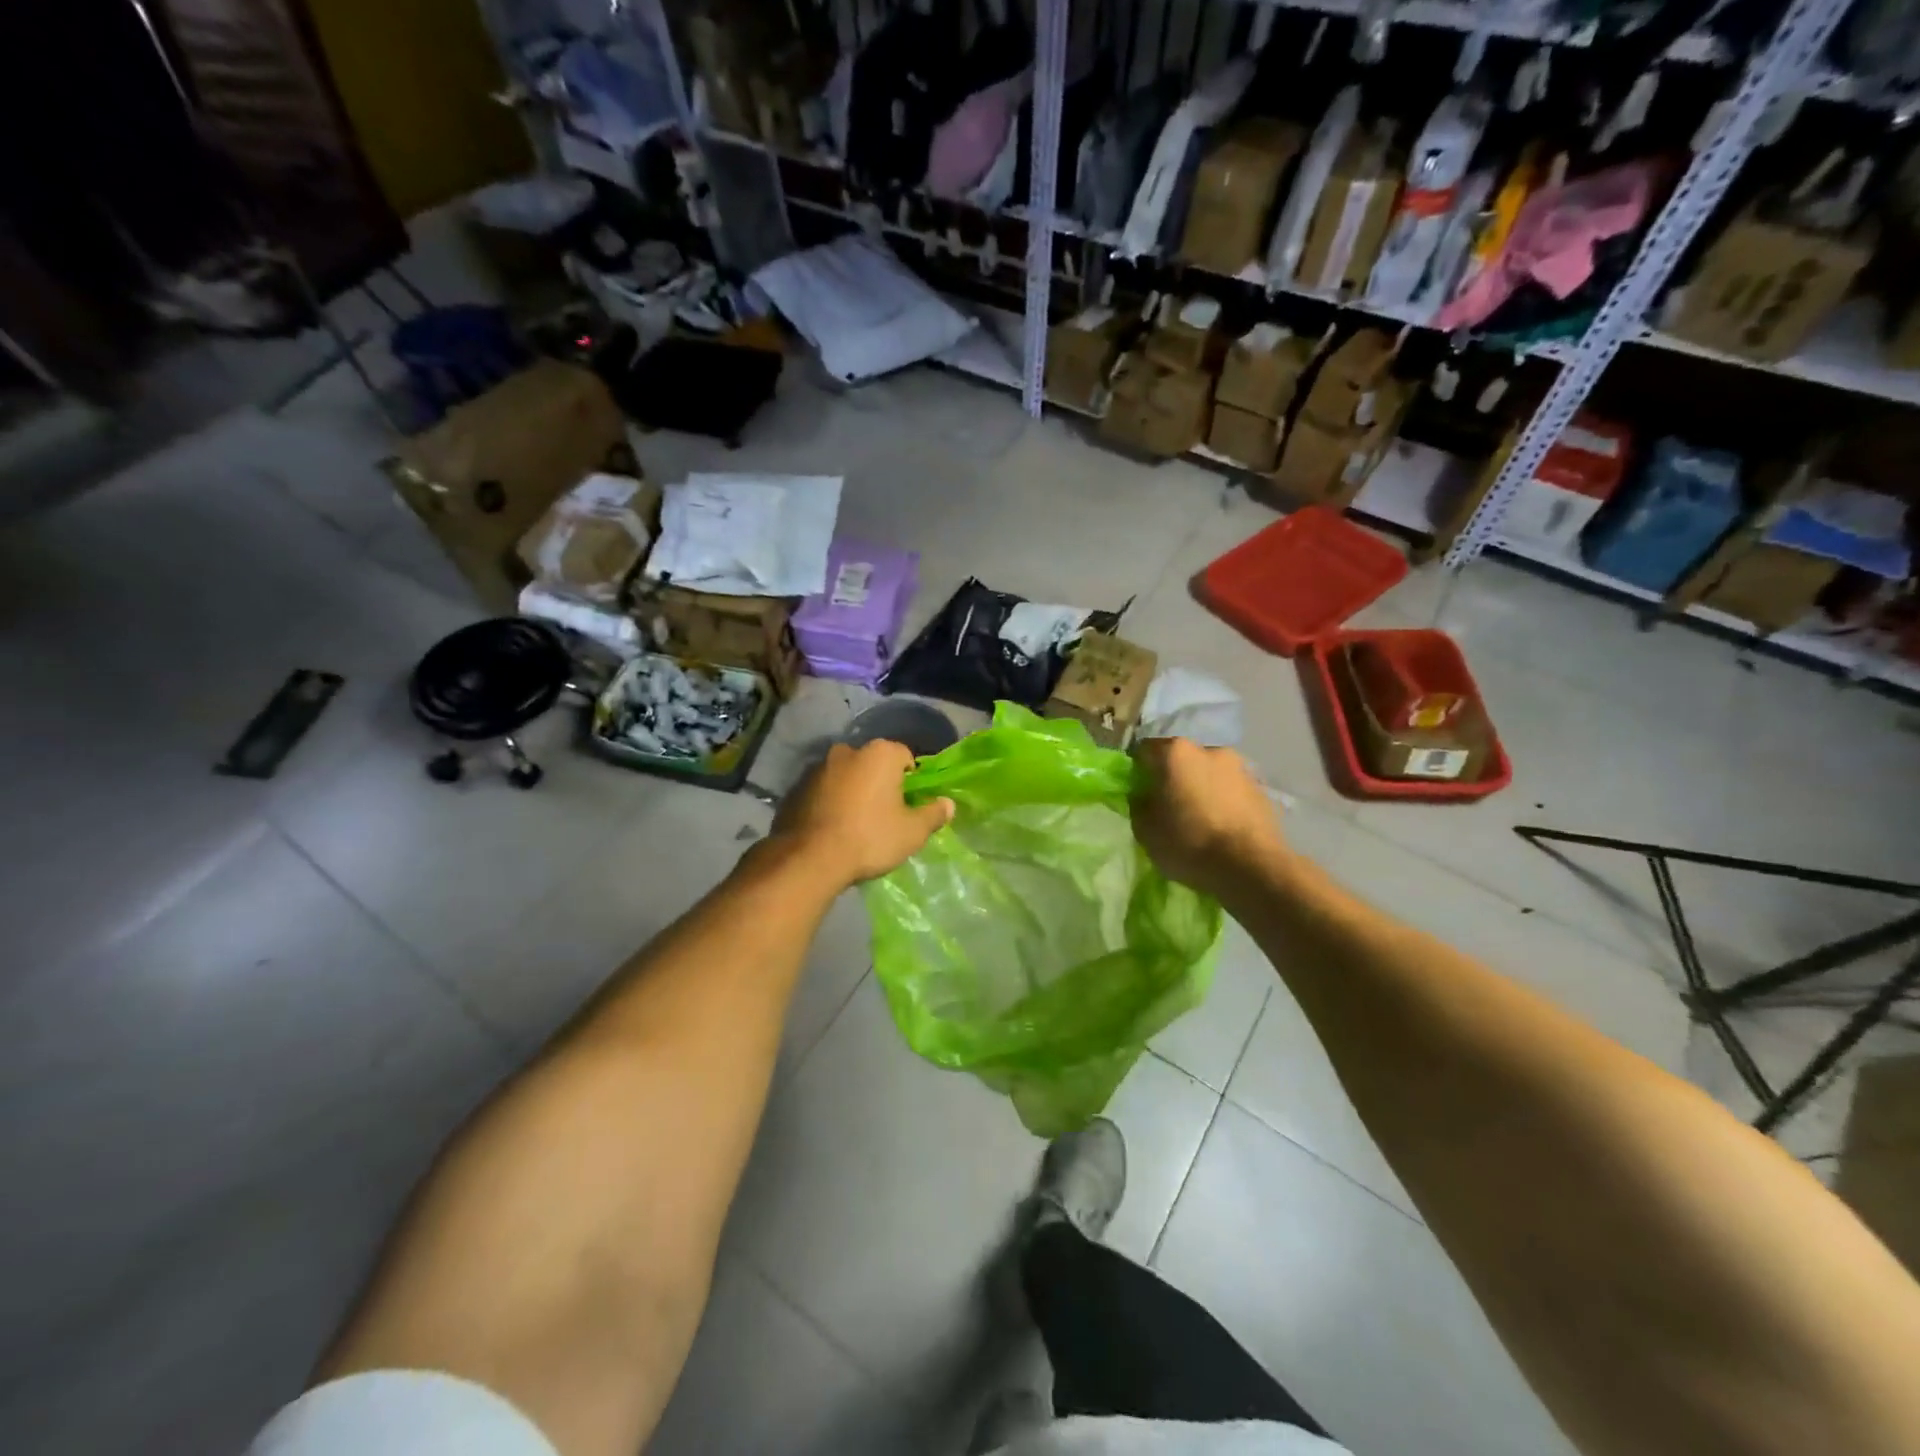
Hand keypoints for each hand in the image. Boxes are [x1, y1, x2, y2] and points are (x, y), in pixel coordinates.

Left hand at [771, 740, 953, 890]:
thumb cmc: (870, 838)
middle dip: (880, 782)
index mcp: (880, 753)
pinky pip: (823, 790)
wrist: (810, 858)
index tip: (909, 804)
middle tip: (884, 813)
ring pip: (846, 776)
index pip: (905, 756)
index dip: (911, 780)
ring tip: (855, 823)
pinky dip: (830, 801)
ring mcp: (818, 767)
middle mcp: (848, 751)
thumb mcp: (912, 832)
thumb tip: (948, 804)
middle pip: (873, 764)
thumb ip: (933, 814)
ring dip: (853, 791)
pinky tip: (832, 827)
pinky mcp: (796, 787)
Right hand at [1131, 737, 1286, 895]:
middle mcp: (1209, 750)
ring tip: (1200, 820)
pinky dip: (1224, 802)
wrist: (1252, 868)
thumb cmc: (1189, 843)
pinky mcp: (1262, 789)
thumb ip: (1139, 805)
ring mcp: (1240, 768)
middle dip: (1174, 778)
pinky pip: (1232, 791)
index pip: (1145, 750)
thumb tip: (1144, 796)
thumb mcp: (1145, 830)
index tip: (1139, 792)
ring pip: (1210, 774)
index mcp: (1176, 753)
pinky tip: (1222, 828)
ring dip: (1202, 789)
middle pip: (1181, 759)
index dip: (1139, 771)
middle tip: (1169, 807)